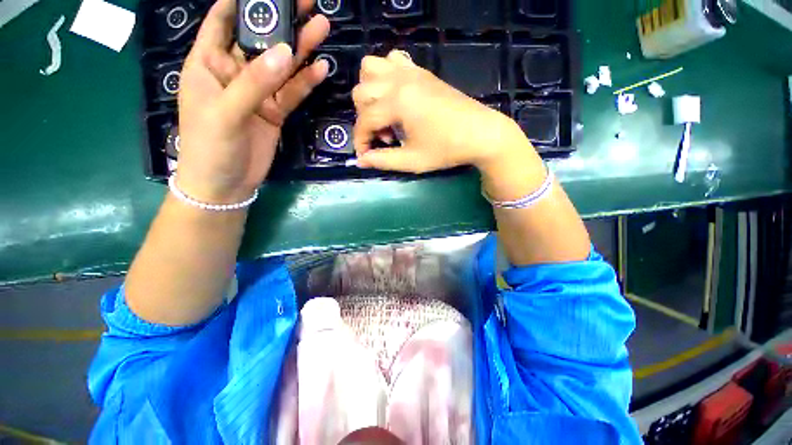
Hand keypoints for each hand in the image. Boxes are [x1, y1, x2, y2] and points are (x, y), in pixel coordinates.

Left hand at [175, 0, 329, 202]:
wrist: (226, 184)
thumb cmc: (210, 146)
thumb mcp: (226, 112)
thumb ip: (255, 82)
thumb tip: (285, 52)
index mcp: (208, 63)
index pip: (222, 21)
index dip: (241, 2)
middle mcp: (234, 72)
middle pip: (259, 40)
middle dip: (281, 20)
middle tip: (307, 3)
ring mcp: (257, 93)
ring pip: (281, 65)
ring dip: (300, 49)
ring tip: (321, 28)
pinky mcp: (274, 112)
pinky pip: (292, 93)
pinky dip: (306, 82)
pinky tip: (320, 69)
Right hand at [351, 51, 528, 173]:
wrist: (481, 133)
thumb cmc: (446, 150)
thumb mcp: (412, 161)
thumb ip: (383, 160)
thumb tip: (360, 161)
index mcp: (397, 103)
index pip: (364, 120)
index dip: (360, 141)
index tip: (366, 156)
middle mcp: (399, 81)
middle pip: (361, 92)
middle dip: (365, 119)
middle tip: (386, 138)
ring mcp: (411, 72)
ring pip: (370, 68)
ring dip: (369, 92)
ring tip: (385, 114)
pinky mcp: (421, 71)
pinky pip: (393, 60)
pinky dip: (385, 75)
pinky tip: (396, 96)